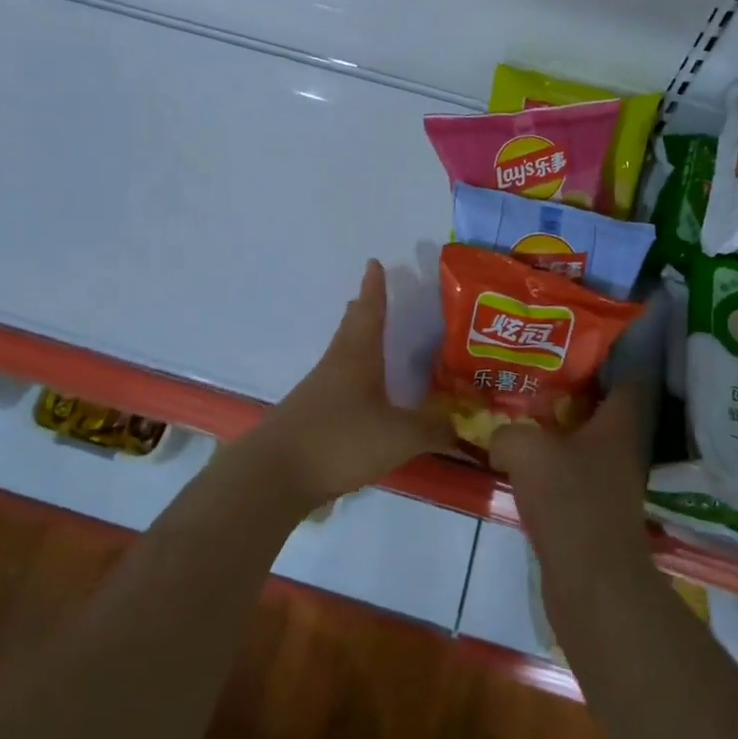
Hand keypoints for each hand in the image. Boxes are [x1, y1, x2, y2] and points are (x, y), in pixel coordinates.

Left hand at [241, 260, 454, 507]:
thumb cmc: (340, 440)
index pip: (370, 312)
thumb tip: (462, 423)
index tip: (373, 263)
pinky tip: (358, 395)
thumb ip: (433, 429)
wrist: (275, 475)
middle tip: (368, 295)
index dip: (374, 288)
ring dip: (355, 343)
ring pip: (340, 356)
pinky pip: (335, 385)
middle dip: (362, 311)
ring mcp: (317, 392)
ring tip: (368, 341)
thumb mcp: (398, 436)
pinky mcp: (308, 417)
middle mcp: (335, 366)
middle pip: (350, 330)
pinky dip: (350, 378)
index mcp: (357, 357)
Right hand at [490, 378, 652, 571]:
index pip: (623, 379)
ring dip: (552, 435)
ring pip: (579, 446)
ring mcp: (608, 486)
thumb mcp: (526, 449)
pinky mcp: (592, 515)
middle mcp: (620, 451)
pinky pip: (567, 478)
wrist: (592, 584)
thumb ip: (507, 431)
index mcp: (617, 425)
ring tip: (514, 418)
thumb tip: (500, 439)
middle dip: (565, 395)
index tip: (566, 348)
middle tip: (527, 380)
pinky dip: (547, 470)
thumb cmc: (570, 502)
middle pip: (596, 411)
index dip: (600, 360)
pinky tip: (516, 466)